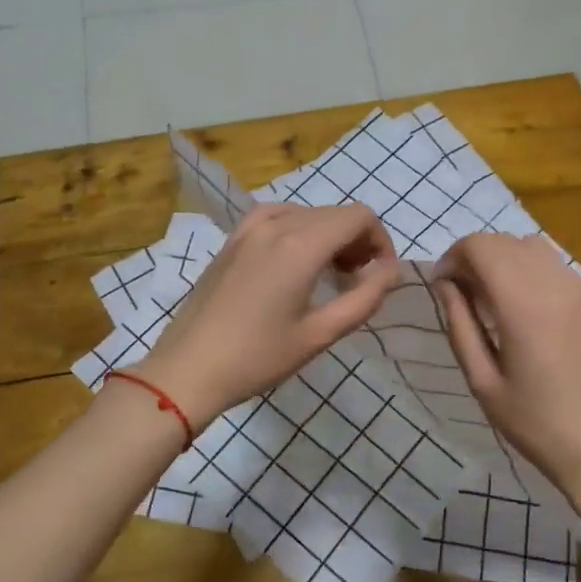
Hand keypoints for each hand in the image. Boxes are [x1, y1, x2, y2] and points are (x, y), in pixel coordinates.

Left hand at [137, 203, 400, 428]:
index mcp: (301, 245)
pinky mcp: (231, 240)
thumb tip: (391, 272)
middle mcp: (276, 225)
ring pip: (306, 213)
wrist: (188, 368)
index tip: (380, 275)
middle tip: (358, 280)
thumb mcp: (321, 334)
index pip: (359, 216)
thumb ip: (365, 298)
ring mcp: (248, 229)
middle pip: (334, 212)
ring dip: (328, 234)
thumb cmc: (258, 357)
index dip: (380, 240)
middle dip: (357, 240)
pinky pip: (276, 217)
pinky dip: (297, 230)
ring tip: (328, 272)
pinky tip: (293, 260)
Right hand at [433, 233, 580, 536]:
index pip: (480, 246)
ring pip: (534, 247)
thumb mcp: (483, 381)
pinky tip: (528, 309)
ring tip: (494, 298)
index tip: (443, 286)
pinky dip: (531, 271)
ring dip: (505, 260)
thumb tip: (445, 284)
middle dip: (475, 257)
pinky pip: (557, 267)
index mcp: (524, 305)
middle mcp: (556, 284)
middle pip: (505, 241)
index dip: (453, 257)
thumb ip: (460, 325)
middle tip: (463, 294)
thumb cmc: (536, 425)